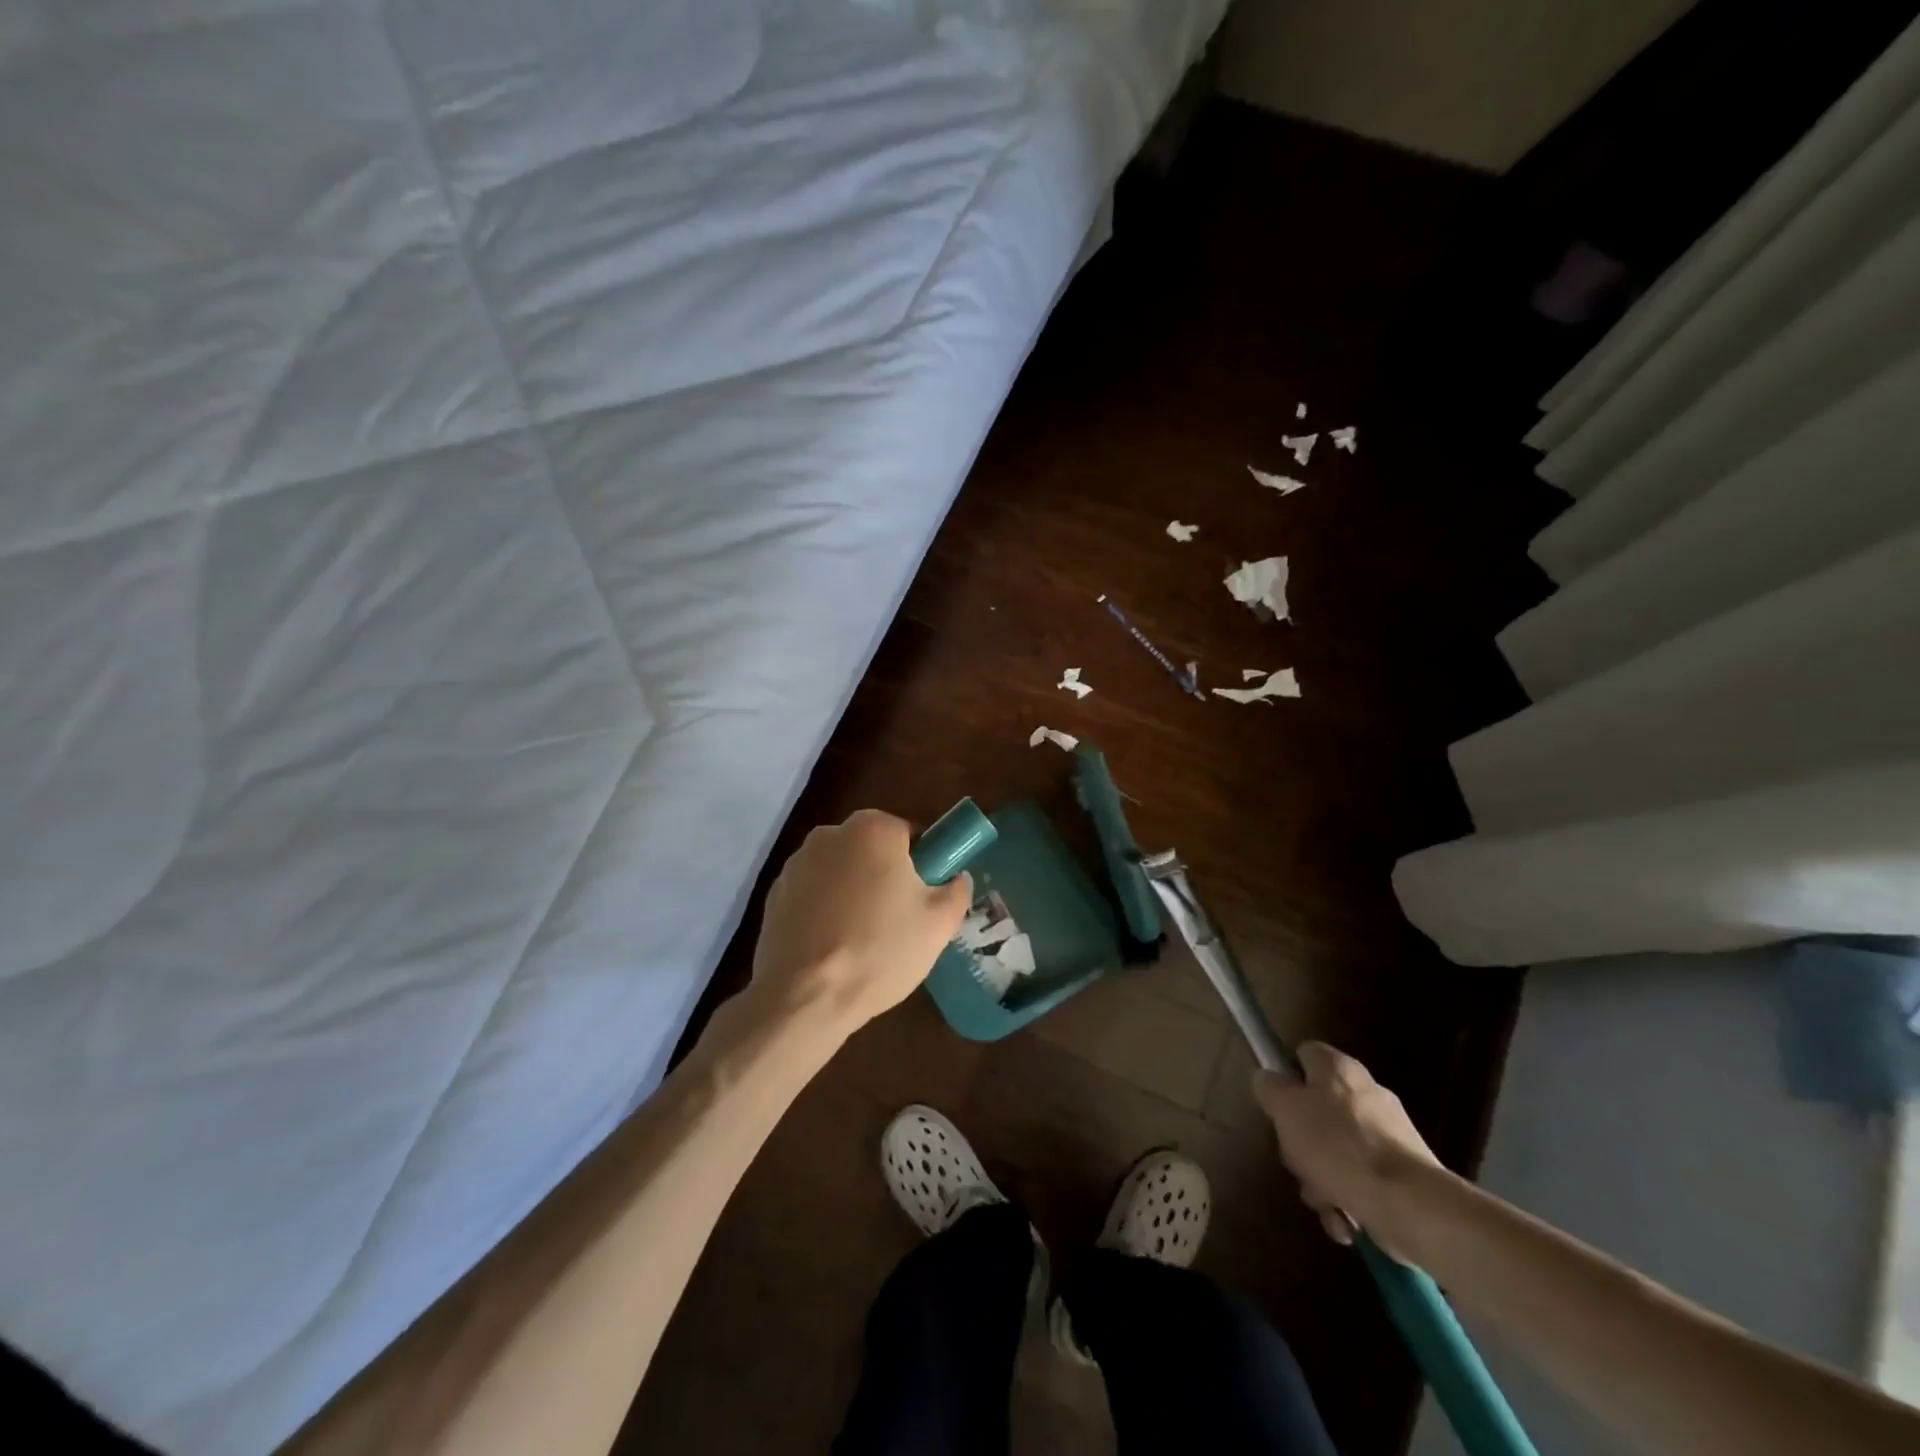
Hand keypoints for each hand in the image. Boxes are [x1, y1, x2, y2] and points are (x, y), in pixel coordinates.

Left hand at [749, 809, 971, 1040]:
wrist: (804, 997)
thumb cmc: (880, 951)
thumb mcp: (939, 924)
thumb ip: (957, 891)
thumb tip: (957, 878)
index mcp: (873, 829)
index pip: (908, 834)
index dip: (921, 864)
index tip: (923, 898)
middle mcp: (830, 834)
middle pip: (870, 849)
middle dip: (884, 876)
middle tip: (897, 921)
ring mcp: (795, 864)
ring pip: (839, 871)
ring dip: (851, 893)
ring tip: (860, 940)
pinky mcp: (772, 894)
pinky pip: (812, 894)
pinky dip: (823, 911)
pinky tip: (831, 947)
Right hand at [1252, 1042, 1441, 1254]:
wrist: (1409, 1205)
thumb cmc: (1338, 1146)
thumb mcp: (1286, 1109)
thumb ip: (1270, 1088)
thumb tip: (1268, 1080)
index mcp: (1339, 1068)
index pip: (1304, 1055)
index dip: (1285, 1076)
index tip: (1277, 1107)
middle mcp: (1367, 1093)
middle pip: (1318, 1109)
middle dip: (1302, 1142)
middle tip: (1296, 1161)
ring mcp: (1389, 1135)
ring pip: (1337, 1150)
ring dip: (1322, 1178)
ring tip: (1323, 1203)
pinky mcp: (1404, 1174)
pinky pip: (1362, 1179)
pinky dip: (1348, 1199)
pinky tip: (1344, 1220)